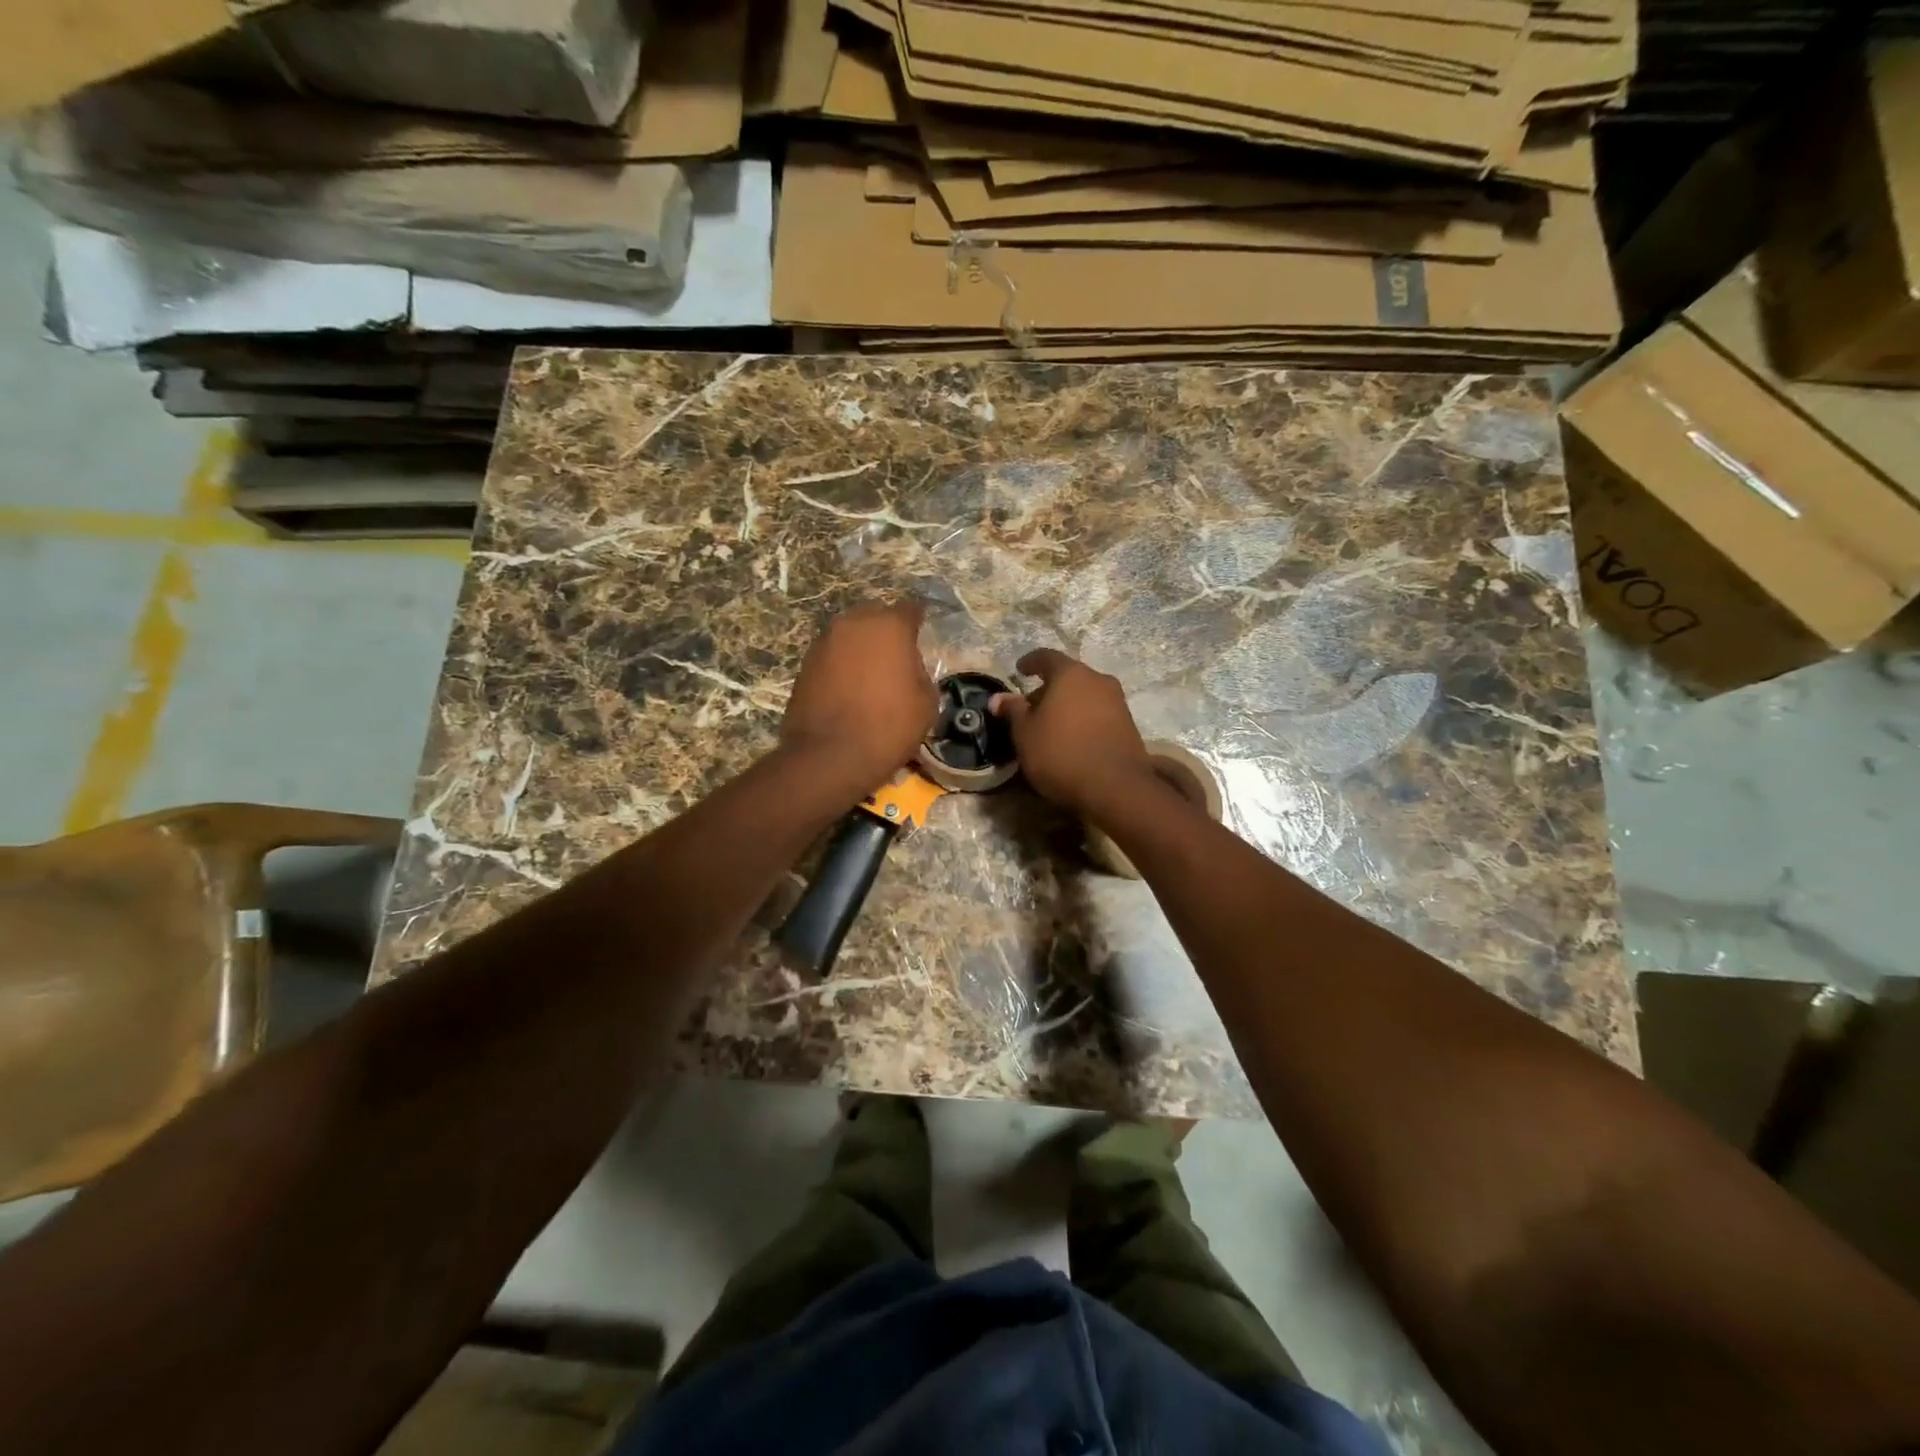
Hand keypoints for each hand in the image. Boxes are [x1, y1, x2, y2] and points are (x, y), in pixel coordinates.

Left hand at [781, 601, 938, 794]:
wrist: (829, 756)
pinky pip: (832, 656)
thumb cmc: (888, 727)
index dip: (918, 620)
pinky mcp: (805, 664)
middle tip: (898, 656)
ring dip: (862, 648)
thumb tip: (909, 669)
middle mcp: (853, 623)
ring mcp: (824, 642)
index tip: (923, 633)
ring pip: (851, 636)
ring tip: (872, 675)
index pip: (910, 609)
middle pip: (875, 617)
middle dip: (887, 631)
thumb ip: (921, 674)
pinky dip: (843, 666)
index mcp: (889, 626)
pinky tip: (850, 689)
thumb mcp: (926, 703)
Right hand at [990, 649, 1154, 818]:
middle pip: (1068, 677)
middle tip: (1031, 707)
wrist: (1115, 787)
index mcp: (1070, 674)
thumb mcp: (1025, 734)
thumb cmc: (1061, 753)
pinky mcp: (1128, 725)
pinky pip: (1098, 713)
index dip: (1030, 662)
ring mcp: (1117, 701)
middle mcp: (1097, 680)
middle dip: (1048, 689)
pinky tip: (1072, 738)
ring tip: (1050, 726)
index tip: (1019, 670)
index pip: (1046, 657)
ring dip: (1067, 705)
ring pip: (1085, 695)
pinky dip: (1083, 719)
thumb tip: (999, 698)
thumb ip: (1013, 711)